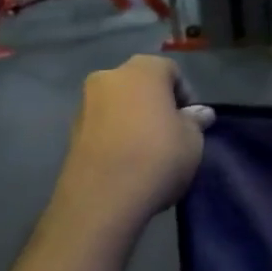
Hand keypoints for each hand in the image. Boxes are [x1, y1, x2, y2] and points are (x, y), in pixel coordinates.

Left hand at [59, 56, 214, 220]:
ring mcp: (85, 104)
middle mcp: (109, 77)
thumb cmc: (157, 157)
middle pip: (140, 84)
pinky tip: (127, 160)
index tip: (191, 120)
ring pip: (119, 104)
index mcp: (142, 70)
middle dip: (156, 103)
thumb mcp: (192, 140)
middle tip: (171, 131)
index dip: (185, 94)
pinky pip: (103, 125)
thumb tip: (200, 114)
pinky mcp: (71, 132)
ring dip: (133, 118)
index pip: (170, 70)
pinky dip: (116, 135)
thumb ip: (195, 121)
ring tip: (148, 149)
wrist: (101, 200)